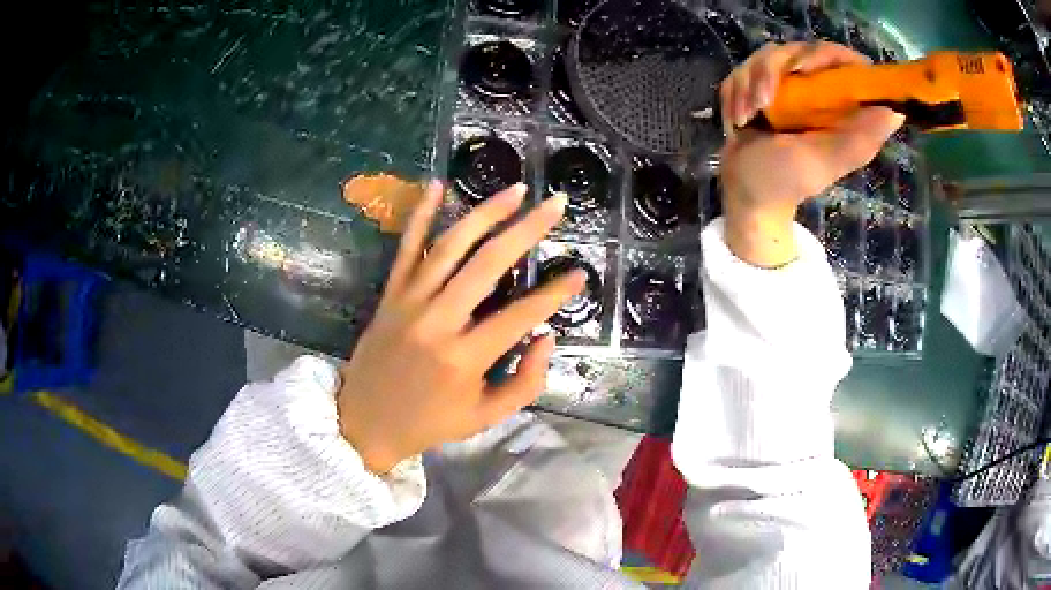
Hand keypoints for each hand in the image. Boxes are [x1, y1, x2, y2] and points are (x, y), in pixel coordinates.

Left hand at [337, 182, 584, 473]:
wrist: (365, 422)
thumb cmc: (430, 422)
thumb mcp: (485, 417)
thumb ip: (525, 382)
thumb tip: (546, 336)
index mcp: (465, 358)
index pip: (521, 316)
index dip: (555, 294)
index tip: (580, 274)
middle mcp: (438, 321)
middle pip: (487, 264)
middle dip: (527, 230)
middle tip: (556, 204)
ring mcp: (409, 302)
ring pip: (450, 246)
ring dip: (485, 213)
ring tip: (516, 191)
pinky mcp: (390, 294)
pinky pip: (405, 248)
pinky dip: (420, 214)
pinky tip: (437, 185)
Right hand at [718, 42, 904, 266]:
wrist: (748, 192)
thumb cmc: (789, 180)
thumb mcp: (826, 161)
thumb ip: (859, 138)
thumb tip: (896, 112)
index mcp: (839, 105)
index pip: (841, 60)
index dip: (825, 57)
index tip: (804, 71)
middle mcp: (815, 89)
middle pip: (798, 50)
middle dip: (773, 72)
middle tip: (764, 100)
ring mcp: (785, 85)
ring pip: (767, 57)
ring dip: (750, 84)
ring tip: (748, 116)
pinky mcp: (758, 86)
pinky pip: (744, 70)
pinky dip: (736, 92)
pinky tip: (738, 119)